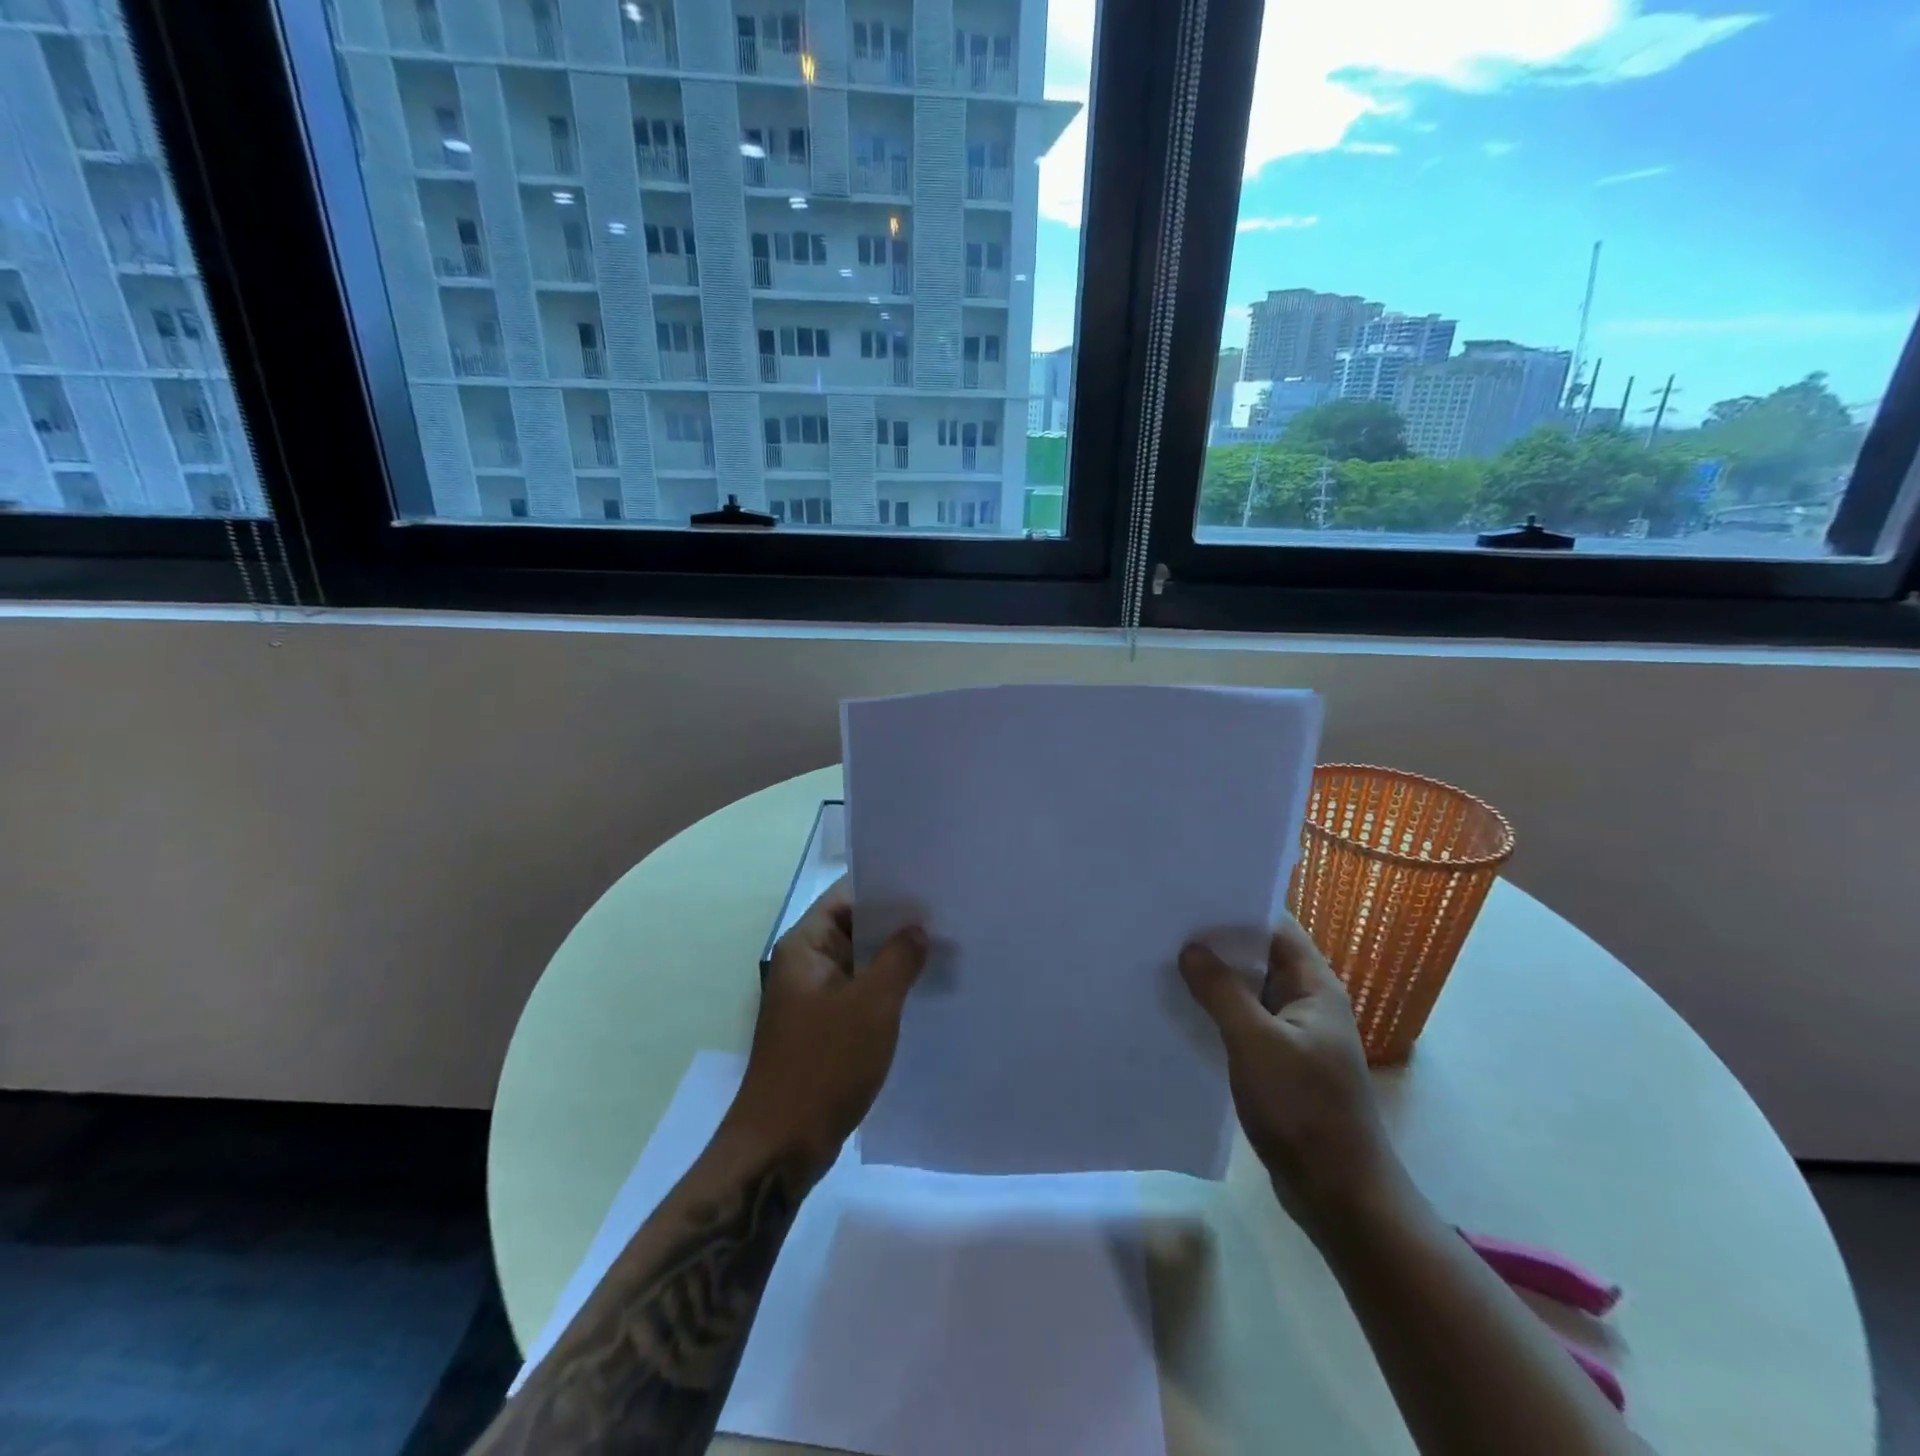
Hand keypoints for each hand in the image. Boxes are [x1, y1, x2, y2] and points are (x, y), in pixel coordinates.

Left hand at [723, 878, 927, 1181]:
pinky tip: (922, 991)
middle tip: (947, 914)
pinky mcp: (824, 1028)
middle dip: (896, 923)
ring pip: (860, 963)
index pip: (847, 895)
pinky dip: (886, 989)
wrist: (782, 1145)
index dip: (885, 886)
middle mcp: (805, 964)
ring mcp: (813, 998)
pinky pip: (859, 994)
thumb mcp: (872, 1005)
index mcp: (805, 946)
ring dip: (894, 958)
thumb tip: (917, 929)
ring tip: (943, 948)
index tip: (928, 883)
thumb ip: (898, 958)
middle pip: (854, 927)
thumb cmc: (824, 1065)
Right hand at [1180, 919, 1400, 1222]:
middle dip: (1216, 941)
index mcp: (1315, 986)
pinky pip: (1243, 1021)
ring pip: (1248, 990)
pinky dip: (1216, 1011)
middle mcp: (1307, 1002)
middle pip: (1259, 956)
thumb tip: (1190, 948)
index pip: (1275, 927)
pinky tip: (1180, 1008)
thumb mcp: (1256, 1043)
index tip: (1190, 894)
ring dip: (1213, 978)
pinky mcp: (1278, 1061)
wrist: (1339, 1194)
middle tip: (1165, 924)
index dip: (1237, 907)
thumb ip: (1222, 992)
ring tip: (1163, 958)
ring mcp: (1293, 1033)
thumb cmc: (1303, 1109)